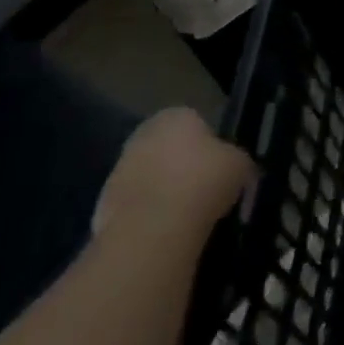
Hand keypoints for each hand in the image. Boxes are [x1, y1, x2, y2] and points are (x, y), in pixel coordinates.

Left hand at [93, 108, 253, 246]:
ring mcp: (118, 170)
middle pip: (169, 148)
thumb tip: (233, 166)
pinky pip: (136, 205)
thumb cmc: (204, 180)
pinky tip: (167, 229)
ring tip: (189, 214)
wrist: (154, 229)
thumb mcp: (240, 163)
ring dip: (165, 190)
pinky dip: (149, 214)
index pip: (196, 122)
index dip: (211, 145)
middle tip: (206, 189)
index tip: (220, 167)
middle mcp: (142, 135)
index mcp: (175, 115)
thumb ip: (235, 158)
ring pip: (151, 177)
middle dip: (184, 166)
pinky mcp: (103, 205)